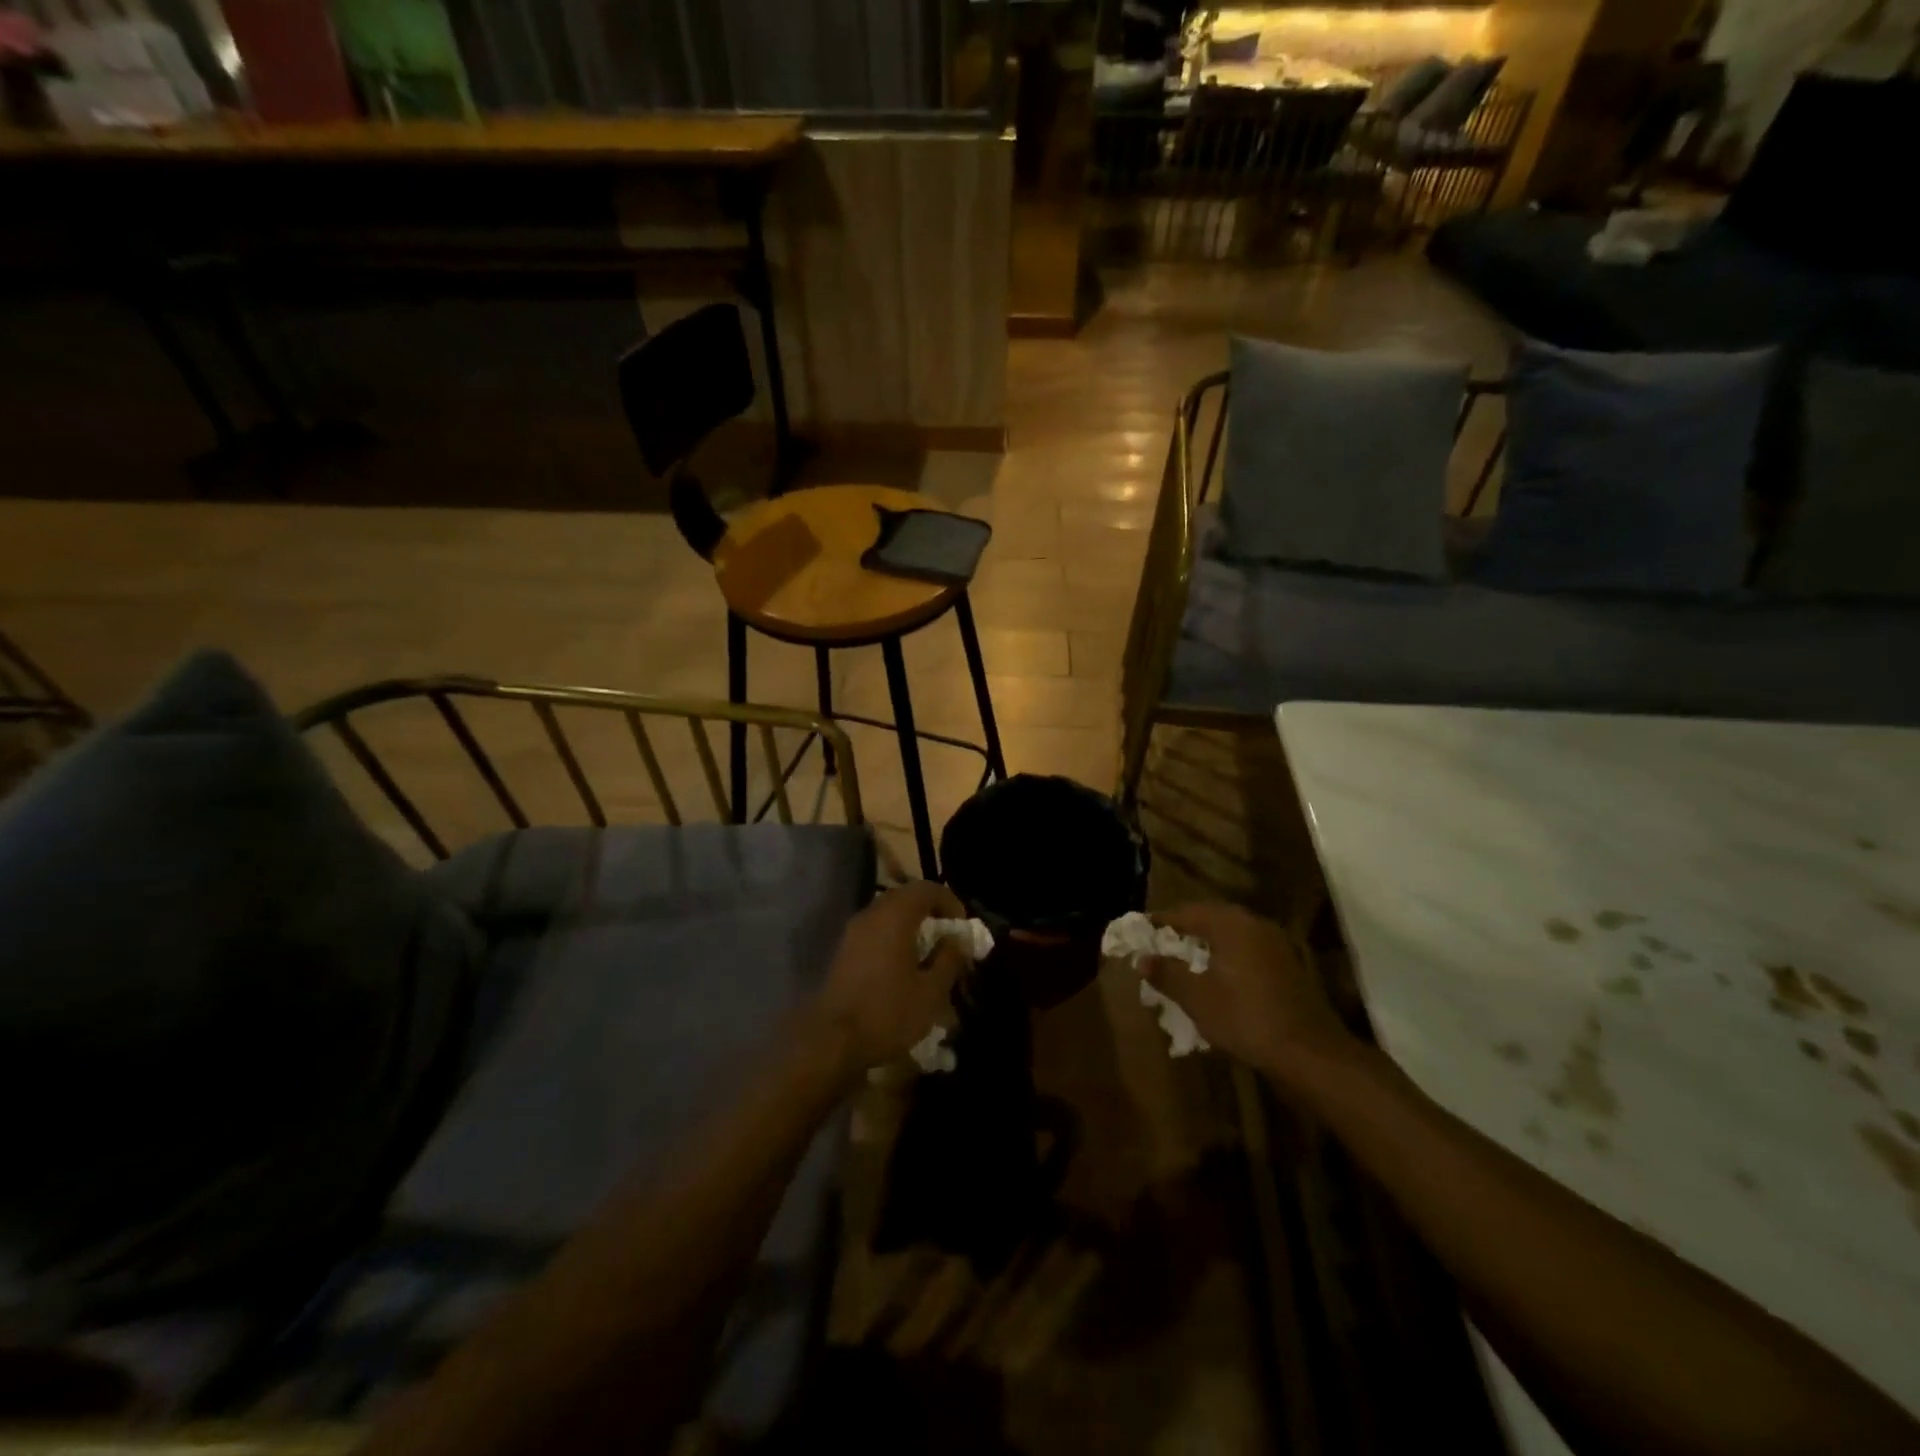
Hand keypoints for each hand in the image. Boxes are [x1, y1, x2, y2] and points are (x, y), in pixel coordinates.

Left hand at [811, 881, 969, 1075]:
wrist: (831, 1041)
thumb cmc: (888, 1012)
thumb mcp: (931, 991)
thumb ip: (949, 959)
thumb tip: (957, 940)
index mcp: (895, 916)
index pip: (926, 888)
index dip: (949, 901)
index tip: (962, 926)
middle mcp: (871, 914)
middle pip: (905, 897)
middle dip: (930, 912)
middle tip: (947, 937)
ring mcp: (852, 932)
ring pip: (888, 914)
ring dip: (910, 926)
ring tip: (927, 954)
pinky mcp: (843, 951)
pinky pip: (875, 931)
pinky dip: (893, 938)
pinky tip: (902, 967)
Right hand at [1143, 903, 1358, 1086]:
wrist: (1310, 1053)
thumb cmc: (1246, 1018)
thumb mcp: (1197, 998)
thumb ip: (1167, 974)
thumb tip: (1142, 959)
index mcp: (1230, 924)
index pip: (1187, 911)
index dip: (1161, 920)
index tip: (1141, 929)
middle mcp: (1254, 924)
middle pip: (1211, 917)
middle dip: (1184, 929)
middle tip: (1160, 942)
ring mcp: (1275, 943)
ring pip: (1231, 933)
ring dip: (1206, 942)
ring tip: (1184, 959)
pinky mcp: (1287, 965)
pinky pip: (1247, 949)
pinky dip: (1227, 955)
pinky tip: (1217, 976)